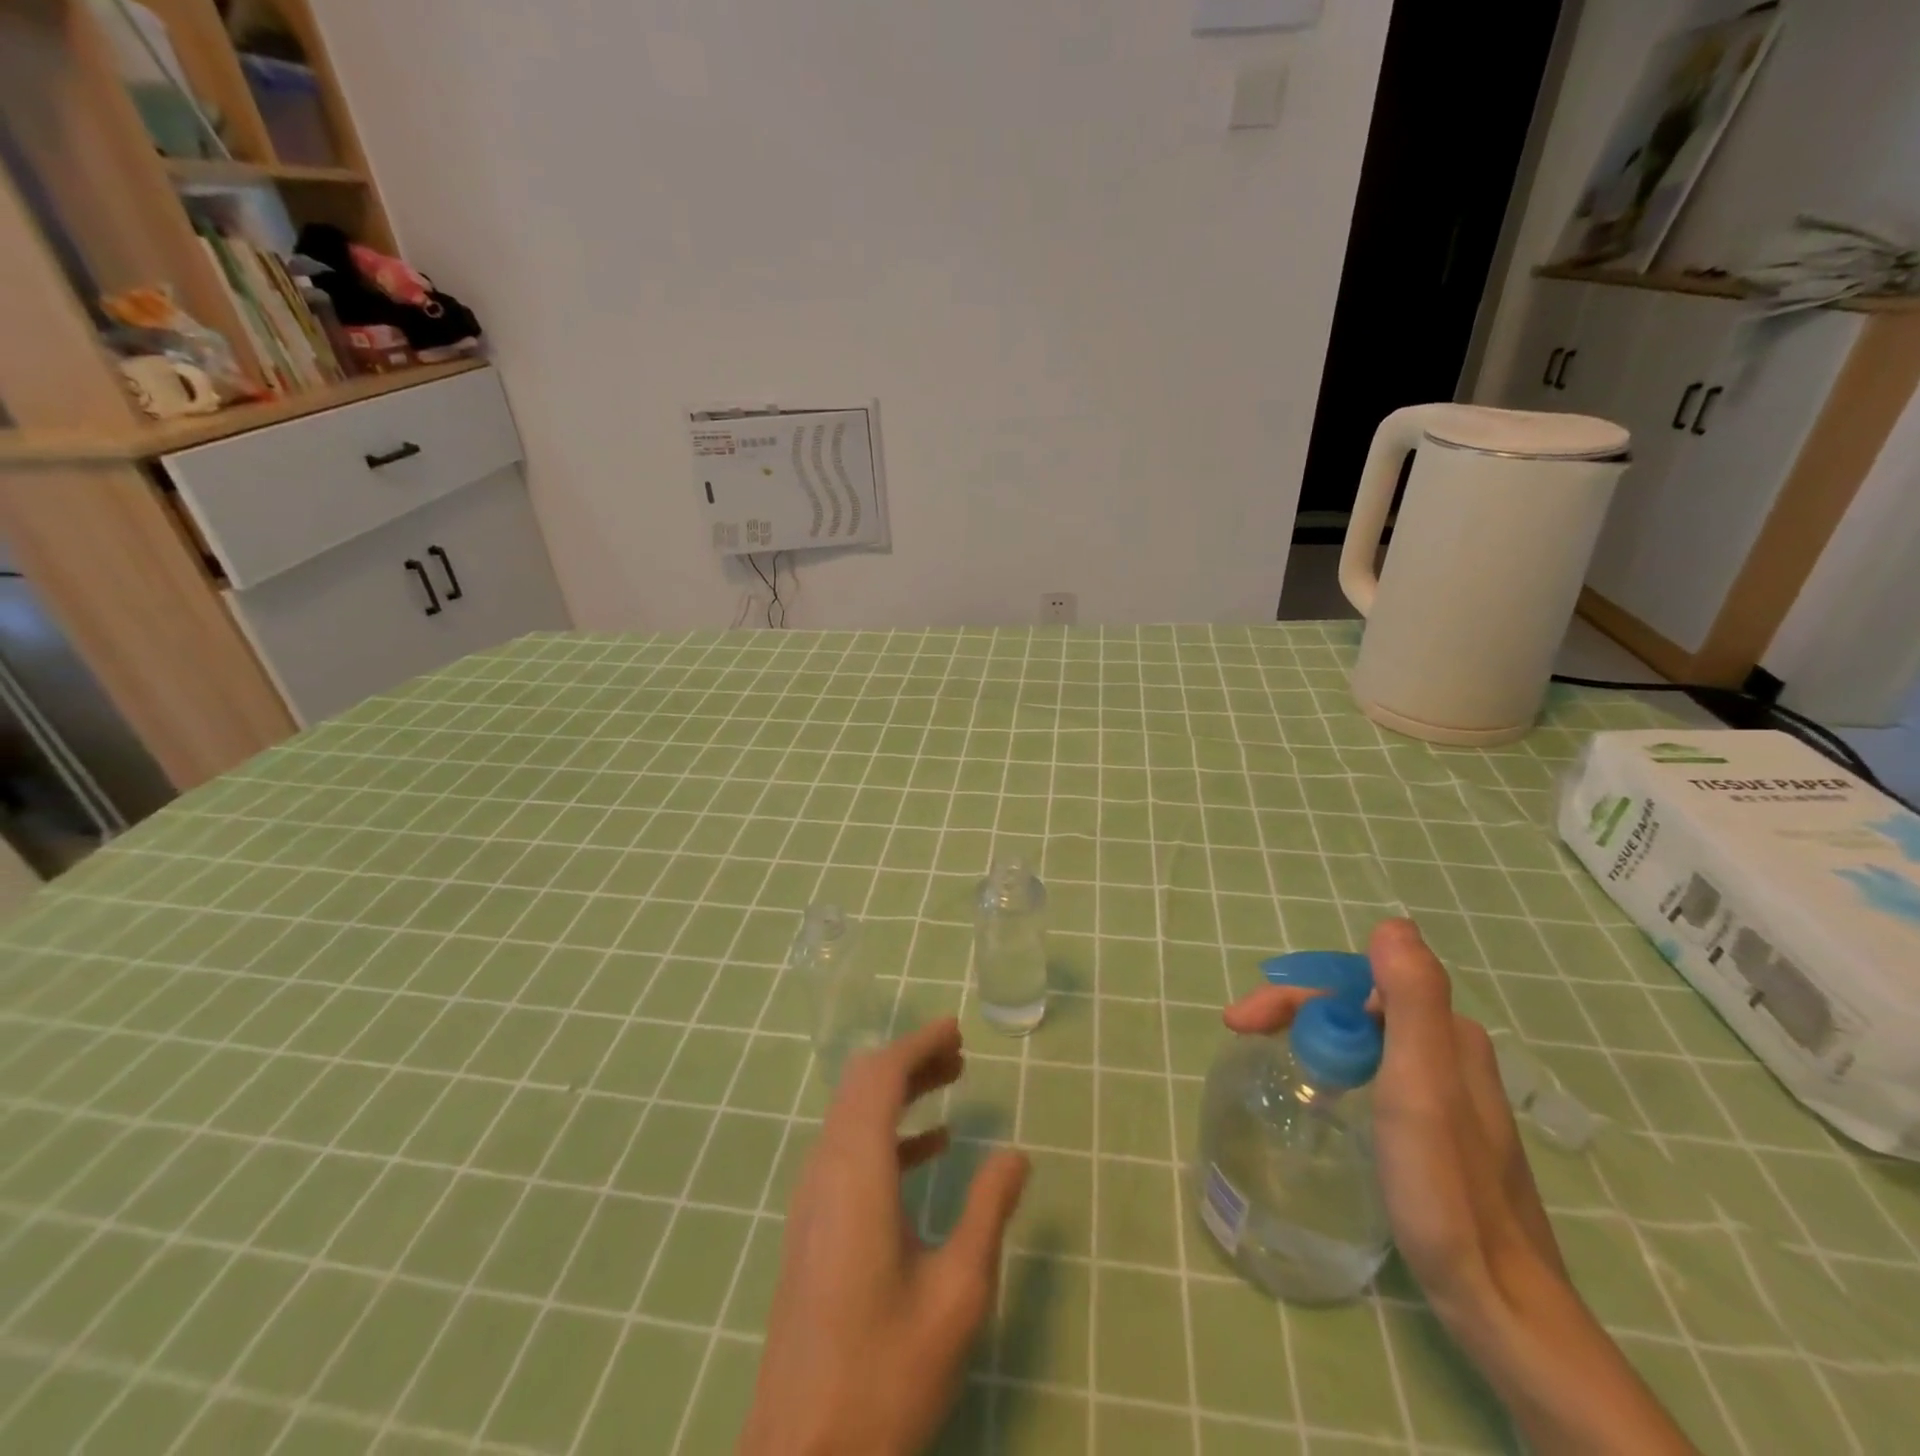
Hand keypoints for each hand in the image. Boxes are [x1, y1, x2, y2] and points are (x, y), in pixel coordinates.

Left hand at [741, 1018, 1028, 1455]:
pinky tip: (930, 1150)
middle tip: (959, 1053)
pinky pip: (848, 1152)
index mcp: (855, 1172)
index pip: (880, 1078)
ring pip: (852, 1116)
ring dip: (898, 1093)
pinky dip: (887, 1133)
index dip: (917, 1044)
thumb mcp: (957, 1293)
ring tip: (950, 1085)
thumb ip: (987, 1211)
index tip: (955, 1028)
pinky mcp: (812, 1228)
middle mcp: (825, 1172)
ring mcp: (812, 1201)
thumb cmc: (885, 1373)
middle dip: (910, 1060)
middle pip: (861, 1087)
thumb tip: (1016, 1153)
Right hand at [1225, 919, 1693, 1454]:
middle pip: (1358, 1007)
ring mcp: (1450, 1091)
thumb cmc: (1445, 1190)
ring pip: (1366, 1038)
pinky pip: (1377, 1069)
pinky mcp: (1442, 1128)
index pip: (1353, 985)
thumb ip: (1413, 999)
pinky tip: (1326, 1095)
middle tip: (1242, 1036)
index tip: (1241, 1024)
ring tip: (1276, 1061)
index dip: (1294, 994)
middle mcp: (1451, 1050)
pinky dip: (1338, 1065)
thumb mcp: (1421, 1086)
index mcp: (1446, 1033)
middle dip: (1296, 1012)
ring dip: (1314, 1036)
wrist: (1502, 1305)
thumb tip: (1393, 922)